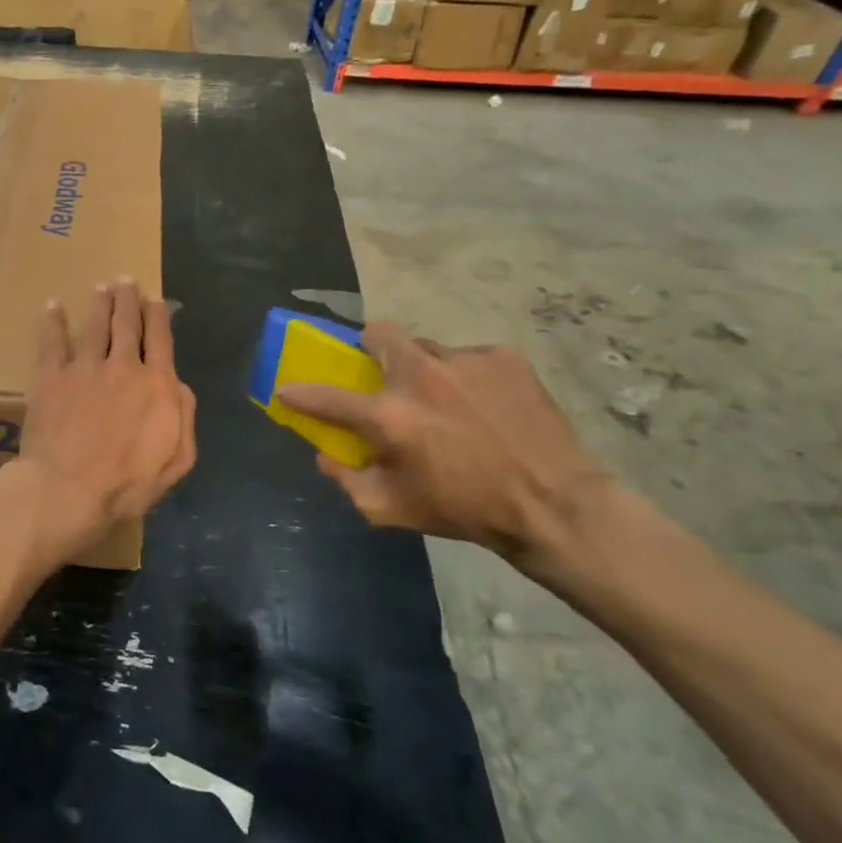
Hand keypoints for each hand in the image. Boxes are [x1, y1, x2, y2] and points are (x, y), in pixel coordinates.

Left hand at [15, 280, 195, 569]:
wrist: (68, 489)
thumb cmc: (127, 484)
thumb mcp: (176, 460)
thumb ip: (184, 417)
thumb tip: (179, 385)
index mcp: (156, 385)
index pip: (160, 340)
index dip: (158, 316)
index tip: (155, 299)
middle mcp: (123, 366)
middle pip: (127, 324)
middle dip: (128, 299)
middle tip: (126, 281)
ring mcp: (84, 368)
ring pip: (94, 326)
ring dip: (99, 303)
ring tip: (102, 287)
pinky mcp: (51, 377)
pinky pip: (52, 342)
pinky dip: (53, 322)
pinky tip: (53, 305)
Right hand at [275, 322, 611, 572]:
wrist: (553, 504)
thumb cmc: (464, 510)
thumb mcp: (393, 509)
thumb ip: (347, 480)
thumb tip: (324, 455)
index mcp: (389, 416)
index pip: (326, 395)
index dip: (300, 392)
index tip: (288, 388)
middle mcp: (420, 376)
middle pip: (377, 333)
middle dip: (370, 348)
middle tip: (383, 375)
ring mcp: (463, 360)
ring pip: (426, 348)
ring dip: (423, 369)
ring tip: (446, 400)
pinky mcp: (502, 357)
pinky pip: (468, 358)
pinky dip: (465, 378)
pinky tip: (485, 406)